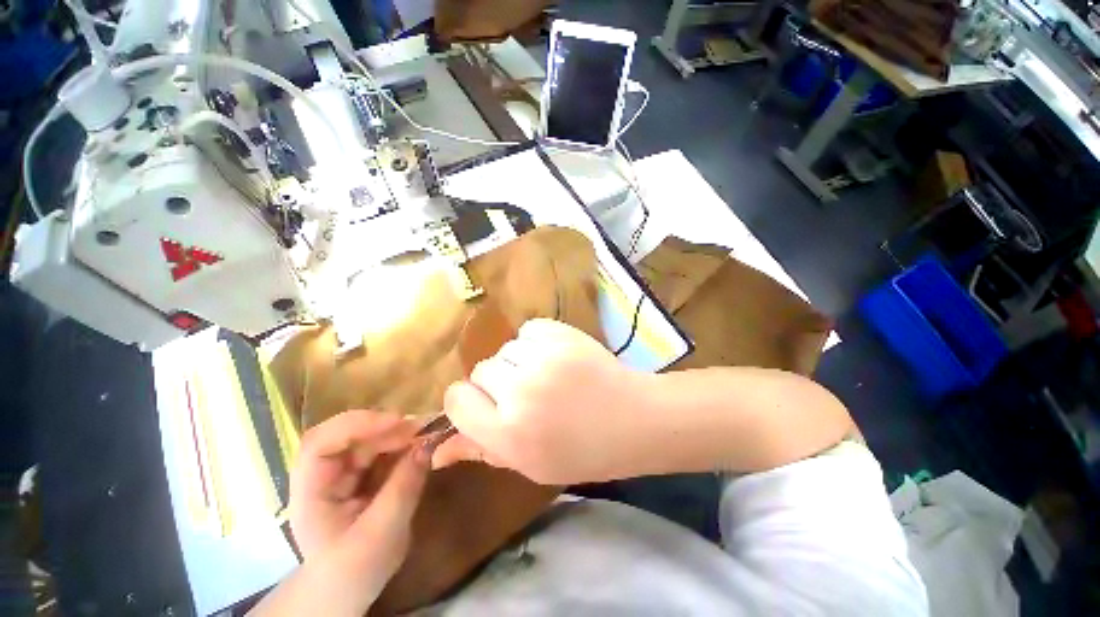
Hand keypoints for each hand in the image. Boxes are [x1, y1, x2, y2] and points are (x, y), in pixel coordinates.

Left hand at [288, 411, 428, 606]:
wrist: (347, 593)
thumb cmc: (353, 572)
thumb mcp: (381, 536)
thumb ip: (403, 488)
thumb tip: (428, 445)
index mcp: (311, 492)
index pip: (320, 444)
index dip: (356, 425)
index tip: (397, 421)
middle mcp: (323, 476)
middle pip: (349, 435)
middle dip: (385, 428)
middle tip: (422, 428)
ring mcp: (343, 474)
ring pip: (368, 440)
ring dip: (398, 434)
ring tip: (426, 436)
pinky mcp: (362, 476)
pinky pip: (382, 451)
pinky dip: (403, 445)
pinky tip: (420, 447)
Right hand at [434, 319, 650, 483]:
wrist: (633, 417)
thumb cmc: (583, 450)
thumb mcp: (529, 464)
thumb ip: (482, 450)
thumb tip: (436, 452)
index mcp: (509, 433)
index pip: (456, 400)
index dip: (467, 401)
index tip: (485, 404)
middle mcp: (520, 392)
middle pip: (481, 371)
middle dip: (497, 383)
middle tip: (526, 393)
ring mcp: (542, 358)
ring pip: (505, 350)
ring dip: (519, 362)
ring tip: (547, 375)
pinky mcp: (560, 333)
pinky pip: (528, 331)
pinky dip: (536, 342)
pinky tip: (556, 356)